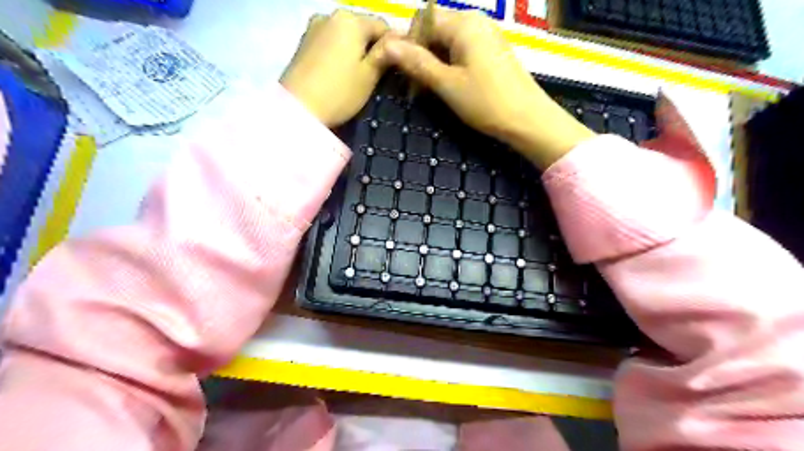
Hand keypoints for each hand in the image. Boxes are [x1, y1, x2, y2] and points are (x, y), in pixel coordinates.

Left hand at [283, 8, 394, 127]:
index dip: (395, 45)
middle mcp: (331, 15)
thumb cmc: (339, 93)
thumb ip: (385, 54)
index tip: (399, 66)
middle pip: (362, 28)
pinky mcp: (303, 42)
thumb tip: (399, 40)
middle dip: (373, 47)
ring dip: (356, 50)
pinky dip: (340, 53)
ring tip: (361, 75)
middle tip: (381, 74)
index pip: (383, 25)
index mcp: (351, 20)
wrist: (296, 109)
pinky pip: (331, 42)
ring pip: (346, 35)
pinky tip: (342, 72)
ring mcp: (314, 27)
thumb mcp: (369, 76)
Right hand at [382, 10, 595, 169]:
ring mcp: (486, 36)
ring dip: (434, 62)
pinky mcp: (492, 51)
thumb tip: (387, 45)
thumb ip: (417, 63)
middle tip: (415, 86)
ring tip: (429, 89)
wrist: (528, 119)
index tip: (404, 72)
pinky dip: (449, 65)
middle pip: (436, 29)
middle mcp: (476, 21)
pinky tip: (448, 85)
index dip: (409, 43)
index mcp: (464, 24)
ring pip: (448, 42)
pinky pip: (462, 50)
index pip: (423, 19)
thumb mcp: (447, 84)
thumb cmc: (486, 102)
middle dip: (421, 54)